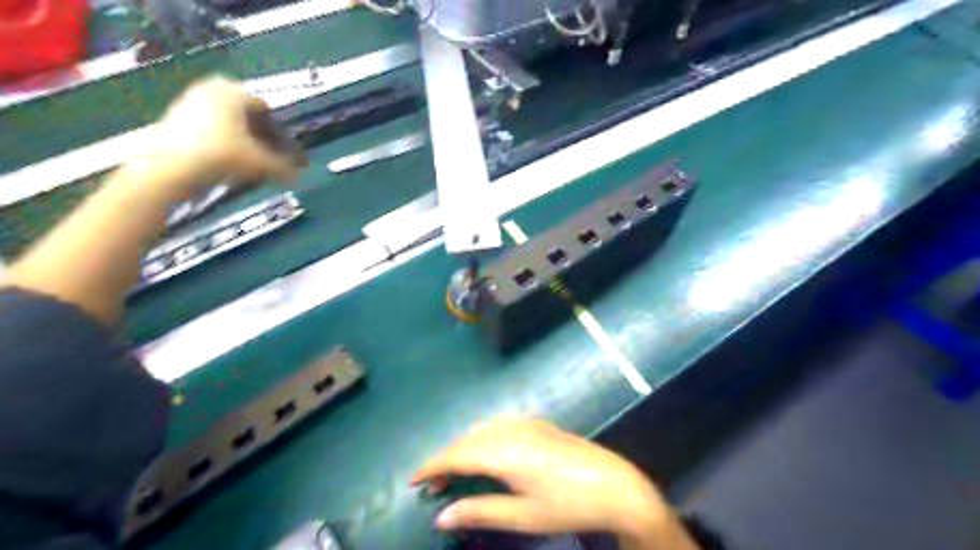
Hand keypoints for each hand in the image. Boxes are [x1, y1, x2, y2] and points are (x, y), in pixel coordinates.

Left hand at [142, 75, 305, 197]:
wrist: (170, 167)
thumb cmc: (222, 155)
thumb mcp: (260, 163)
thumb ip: (283, 168)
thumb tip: (298, 176)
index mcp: (234, 91)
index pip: (265, 108)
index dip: (277, 130)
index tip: (283, 150)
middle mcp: (211, 89)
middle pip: (244, 113)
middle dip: (258, 134)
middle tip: (267, 156)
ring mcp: (189, 101)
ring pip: (226, 121)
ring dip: (240, 139)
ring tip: (248, 163)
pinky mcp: (174, 117)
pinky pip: (208, 128)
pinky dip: (220, 142)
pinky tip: (225, 163)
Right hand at [411, 419, 692, 546]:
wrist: (614, 484)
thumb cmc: (566, 504)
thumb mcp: (522, 515)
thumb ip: (479, 511)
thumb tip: (441, 516)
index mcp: (503, 451)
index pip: (456, 455)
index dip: (432, 466)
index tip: (413, 480)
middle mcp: (510, 429)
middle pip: (466, 439)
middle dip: (446, 459)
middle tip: (433, 485)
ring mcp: (526, 423)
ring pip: (482, 429)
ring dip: (464, 447)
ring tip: (456, 473)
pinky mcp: (538, 423)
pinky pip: (498, 425)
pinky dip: (483, 439)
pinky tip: (486, 455)